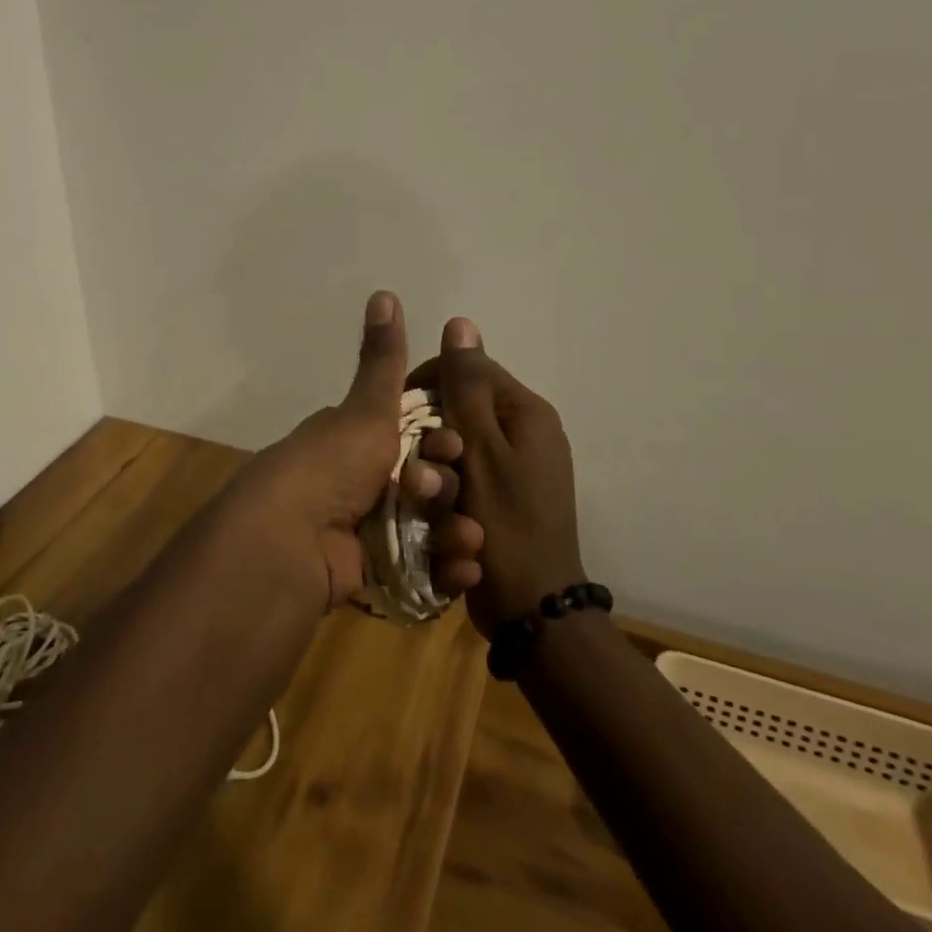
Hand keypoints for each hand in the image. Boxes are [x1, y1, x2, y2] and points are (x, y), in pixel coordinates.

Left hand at [223, 292, 484, 611]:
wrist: (289, 541)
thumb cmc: (331, 465)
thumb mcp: (366, 409)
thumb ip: (384, 358)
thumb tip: (384, 292)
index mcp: (359, 441)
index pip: (417, 437)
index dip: (444, 441)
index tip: (454, 444)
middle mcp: (363, 482)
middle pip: (429, 483)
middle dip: (448, 488)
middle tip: (440, 493)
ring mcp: (369, 531)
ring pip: (430, 528)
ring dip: (457, 532)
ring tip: (467, 540)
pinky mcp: (375, 574)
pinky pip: (422, 572)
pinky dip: (445, 572)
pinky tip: (464, 572)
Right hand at [407, 318, 584, 638]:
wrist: (532, 609)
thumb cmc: (504, 523)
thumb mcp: (481, 448)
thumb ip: (467, 386)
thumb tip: (461, 322)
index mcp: (526, 412)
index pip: (468, 370)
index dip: (428, 385)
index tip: (399, 417)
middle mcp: (527, 432)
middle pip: (463, 409)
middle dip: (433, 435)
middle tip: (417, 467)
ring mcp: (520, 467)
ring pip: (461, 445)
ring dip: (440, 468)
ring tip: (430, 499)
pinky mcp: (509, 497)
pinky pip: (470, 475)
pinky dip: (452, 489)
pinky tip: (439, 512)